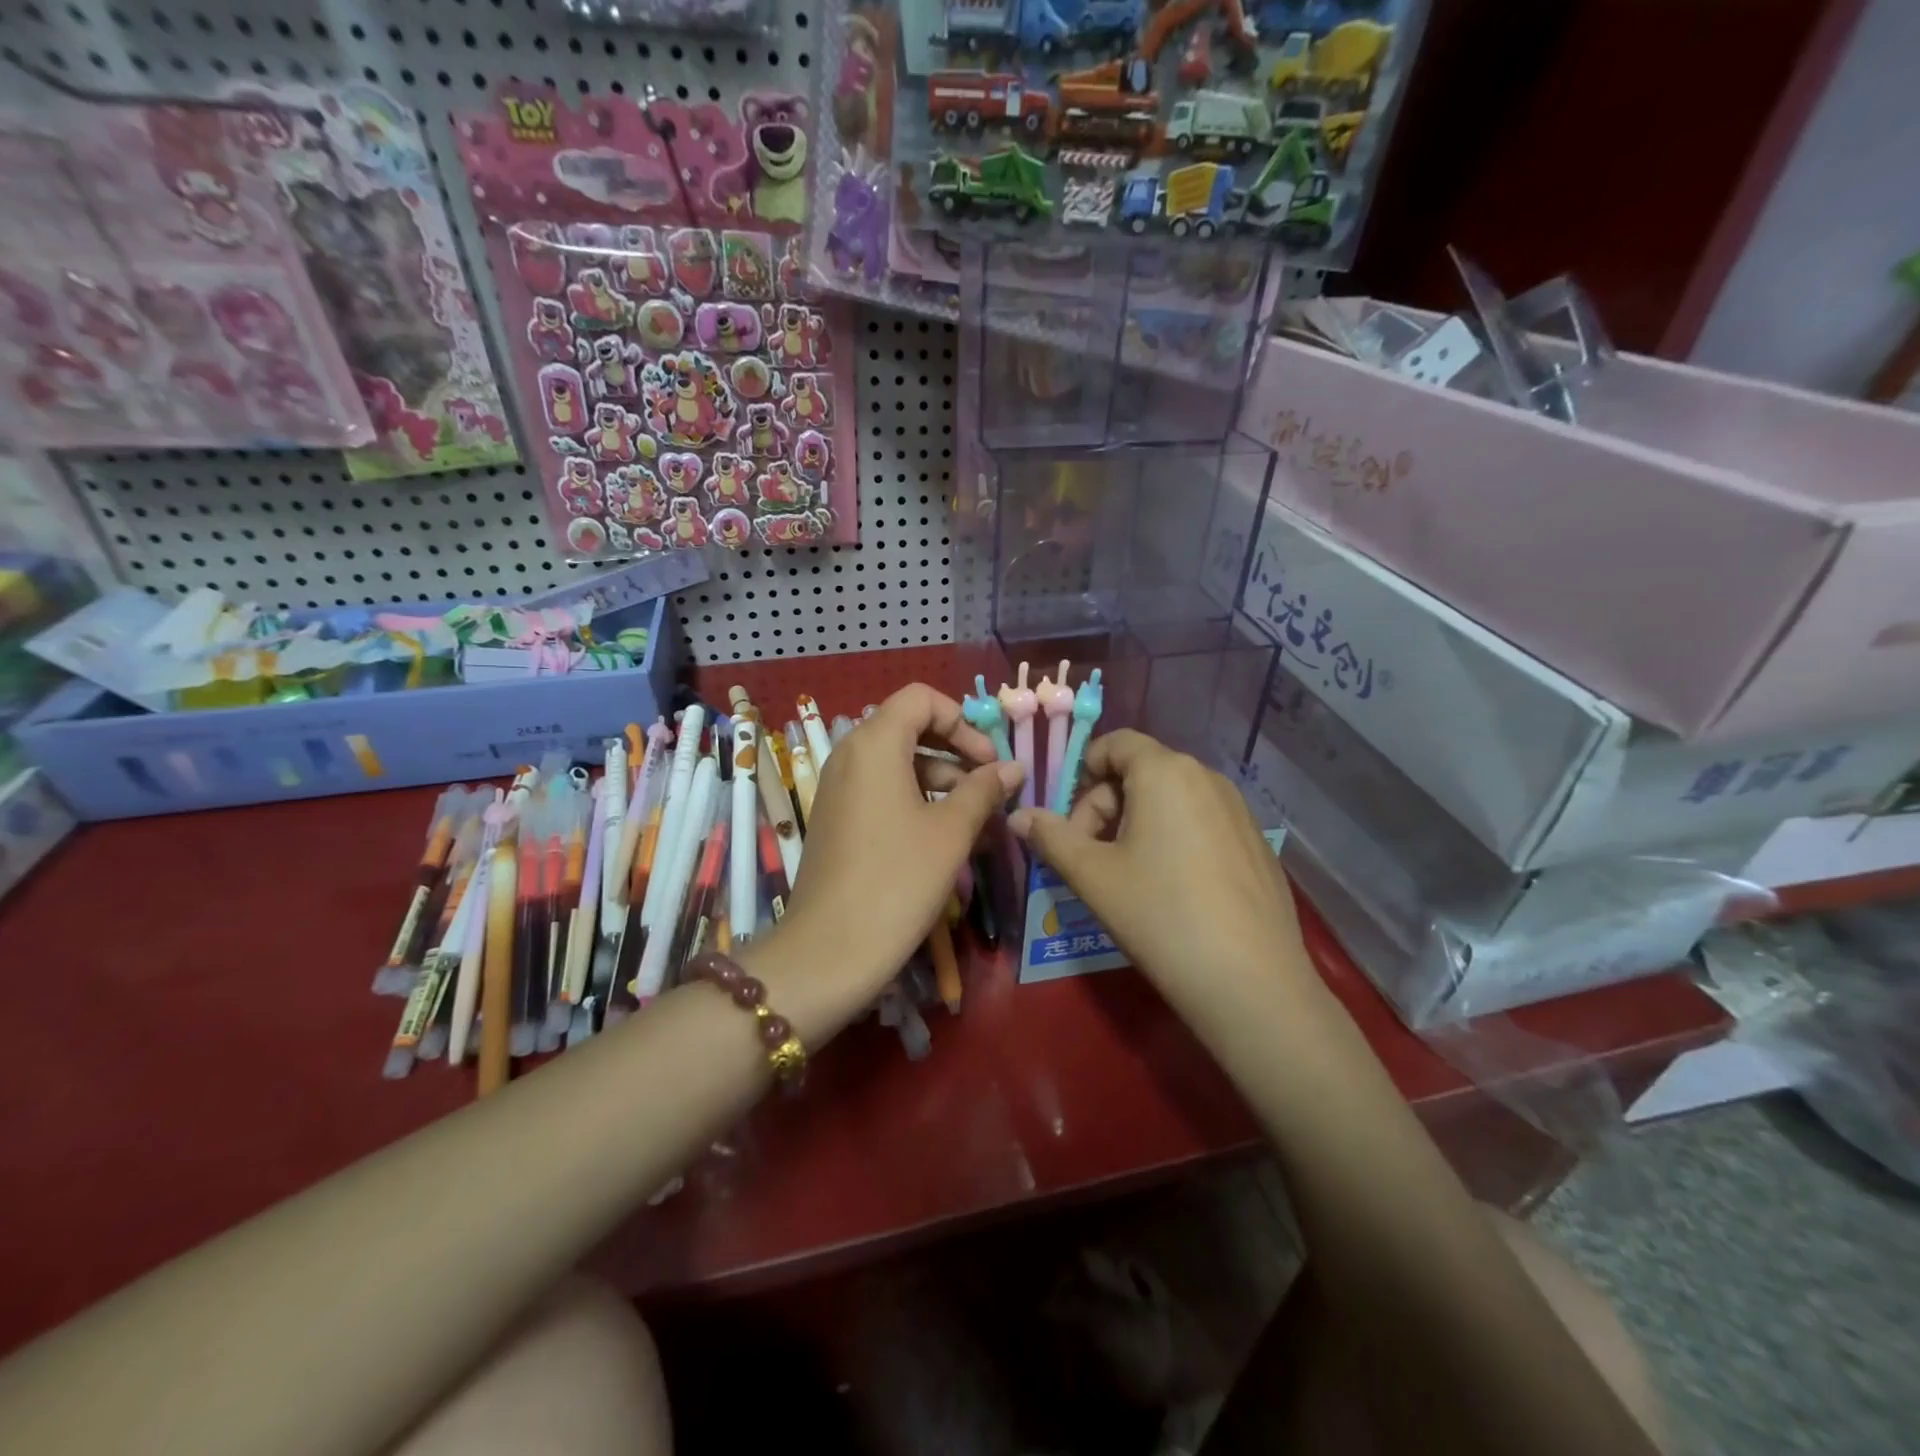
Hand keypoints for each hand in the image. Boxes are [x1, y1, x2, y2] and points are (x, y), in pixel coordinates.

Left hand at [779, 684, 1021, 1007]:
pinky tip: (944, 834)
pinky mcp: (836, 818)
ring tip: (978, 815)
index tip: (989, 759)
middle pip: (909, 727)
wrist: (828, 951)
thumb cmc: (897, 880)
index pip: (921, 698)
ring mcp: (838, 788)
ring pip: (897, 762)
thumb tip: (1014, 767)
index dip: (962, 719)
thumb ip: (984, 789)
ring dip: (940, 778)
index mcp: (874, 743)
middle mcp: (849, 754)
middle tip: (990, 785)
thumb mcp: (951, 832)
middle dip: (955, 749)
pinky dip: (915, 798)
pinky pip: (881, 789)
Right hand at [1009, 730, 1309, 1007]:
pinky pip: (1202, 822)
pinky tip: (1173, 891)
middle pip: (1141, 771)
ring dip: (1137, 823)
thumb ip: (1051, 837)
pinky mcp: (1256, 843)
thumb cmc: (1159, 915)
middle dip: (1105, 805)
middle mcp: (1207, 777)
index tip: (1070, 823)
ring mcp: (1239, 810)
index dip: (1082, 773)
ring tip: (1128, 876)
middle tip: (1090, 857)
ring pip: (1172, 798)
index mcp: (1165, 772)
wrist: (1250, 982)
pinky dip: (1175, 839)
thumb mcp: (1092, 875)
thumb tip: (1019, 815)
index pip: (1115, 743)